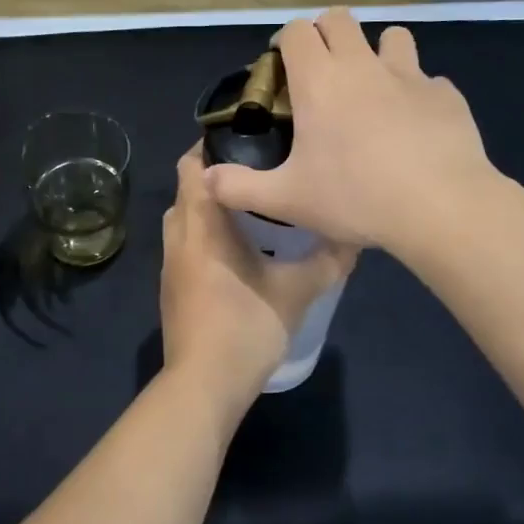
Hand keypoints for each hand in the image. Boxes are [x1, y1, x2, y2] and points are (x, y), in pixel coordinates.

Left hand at [161, 146, 355, 405]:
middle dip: (216, 176)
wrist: (203, 385)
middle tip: (258, 172)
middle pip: (187, 189)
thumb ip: (326, 261)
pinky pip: (185, 245)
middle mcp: (178, 238)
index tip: (247, 138)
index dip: (211, 145)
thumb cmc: (246, 328)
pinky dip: (204, 235)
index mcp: (201, 226)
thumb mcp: (296, 292)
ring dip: (209, 208)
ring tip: (251, 208)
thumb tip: (354, 237)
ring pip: (184, 219)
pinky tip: (237, 250)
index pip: (191, 166)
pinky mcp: (172, 288)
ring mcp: (170, 266)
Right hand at [201, 7, 498, 253]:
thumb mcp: (286, 200)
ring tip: (373, 88)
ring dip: (377, 52)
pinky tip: (414, 126)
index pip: (296, 31)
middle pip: (339, 19)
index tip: (282, 67)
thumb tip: (205, 179)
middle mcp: (362, 65)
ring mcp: (410, 76)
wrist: (440, 206)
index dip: (285, 42)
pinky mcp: (446, 94)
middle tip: (321, 73)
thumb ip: (240, 187)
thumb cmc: (354, 198)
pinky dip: (416, 93)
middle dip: (325, 35)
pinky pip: (427, 80)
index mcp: (320, 81)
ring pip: (392, 36)